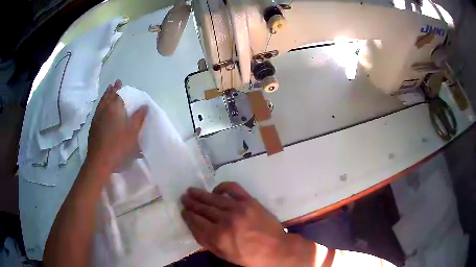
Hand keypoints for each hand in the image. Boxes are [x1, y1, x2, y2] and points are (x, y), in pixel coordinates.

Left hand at [86, 80, 146, 173]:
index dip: (119, 88)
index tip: (119, 82)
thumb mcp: (132, 133)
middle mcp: (104, 111)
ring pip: (101, 103)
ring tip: (107, 91)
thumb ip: (138, 118)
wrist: (100, 161)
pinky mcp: (93, 127)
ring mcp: (97, 119)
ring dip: (105, 96)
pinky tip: (100, 108)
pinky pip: (97, 111)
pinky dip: (100, 106)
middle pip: (107, 97)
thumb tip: (144, 105)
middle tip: (113, 84)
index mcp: (114, 110)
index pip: (117, 95)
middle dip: (111, 90)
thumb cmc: (118, 146)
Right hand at [181, 182, 307, 265]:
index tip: (183, 211)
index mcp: (218, 236)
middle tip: (183, 198)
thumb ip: (207, 241)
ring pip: (213, 198)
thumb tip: (194, 227)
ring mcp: (238, 208)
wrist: (276, 249)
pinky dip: (222, 186)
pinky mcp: (250, 201)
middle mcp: (225, 220)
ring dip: (200, 194)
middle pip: (202, 209)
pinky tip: (215, 190)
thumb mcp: (224, 255)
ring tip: (191, 190)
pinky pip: (233, 188)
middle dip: (191, 203)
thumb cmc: (249, 256)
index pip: (196, 222)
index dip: (187, 216)